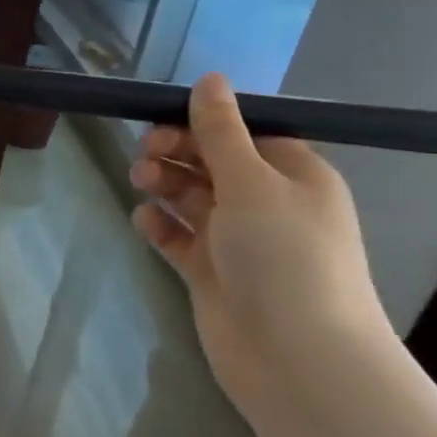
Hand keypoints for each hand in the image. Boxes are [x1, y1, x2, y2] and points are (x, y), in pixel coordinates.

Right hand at [129, 73, 391, 406]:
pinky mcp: (211, 272)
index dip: (203, 123)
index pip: (244, 134)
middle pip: (212, 163)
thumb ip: (222, 131)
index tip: (162, 119)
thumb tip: (210, 78)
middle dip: (177, 152)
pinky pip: (178, 238)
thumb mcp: (252, 181)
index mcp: (293, 176)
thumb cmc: (283, 256)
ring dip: (164, 184)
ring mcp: (238, 241)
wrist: (295, 357)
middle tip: (145, 153)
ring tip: (141, 183)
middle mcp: (267, 204)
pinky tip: (145, 222)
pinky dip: (160, 226)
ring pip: (191, 198)